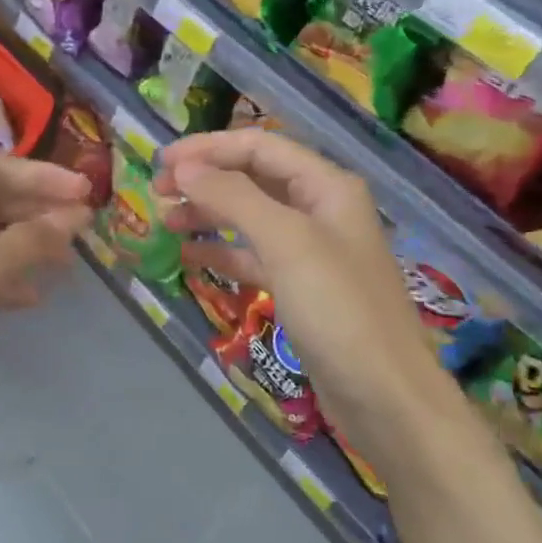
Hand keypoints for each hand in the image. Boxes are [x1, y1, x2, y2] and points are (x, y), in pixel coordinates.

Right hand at [156, 130, 435, 456]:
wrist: (384, 397)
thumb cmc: (339, 309)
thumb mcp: (286, 243)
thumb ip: (234, 197)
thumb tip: (185, 166)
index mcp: (326, 186)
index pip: (259, 146)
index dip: (208, 148)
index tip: (161, 162)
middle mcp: (320, 209)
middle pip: (252, 177)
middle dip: (205, 179)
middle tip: (157, 192)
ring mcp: (310, 250)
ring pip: (249, 217)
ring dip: (208, 214)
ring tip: (165, 222)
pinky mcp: (299, 288)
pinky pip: (253, 256)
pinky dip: (221, 252)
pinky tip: (189, 256)